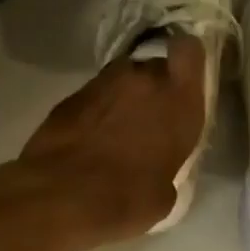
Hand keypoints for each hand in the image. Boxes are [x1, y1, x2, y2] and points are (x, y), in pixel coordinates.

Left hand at [17, 35, 206, 246]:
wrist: (59, 198)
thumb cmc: (126, 199)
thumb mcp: (165, 193)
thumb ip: (169, 164)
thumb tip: (158, 167)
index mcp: (177, 100)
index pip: (189, 51)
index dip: (186, 60)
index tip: (184, 80)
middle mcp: (143, 80)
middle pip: (153, 68)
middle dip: (152, 89)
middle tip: (147, 120)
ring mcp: (102, 83)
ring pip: (121, 80)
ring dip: (122, 99)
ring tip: (116, 133)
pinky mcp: (70, 96)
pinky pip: (94, 97)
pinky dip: (96, 113)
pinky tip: (90, 141)